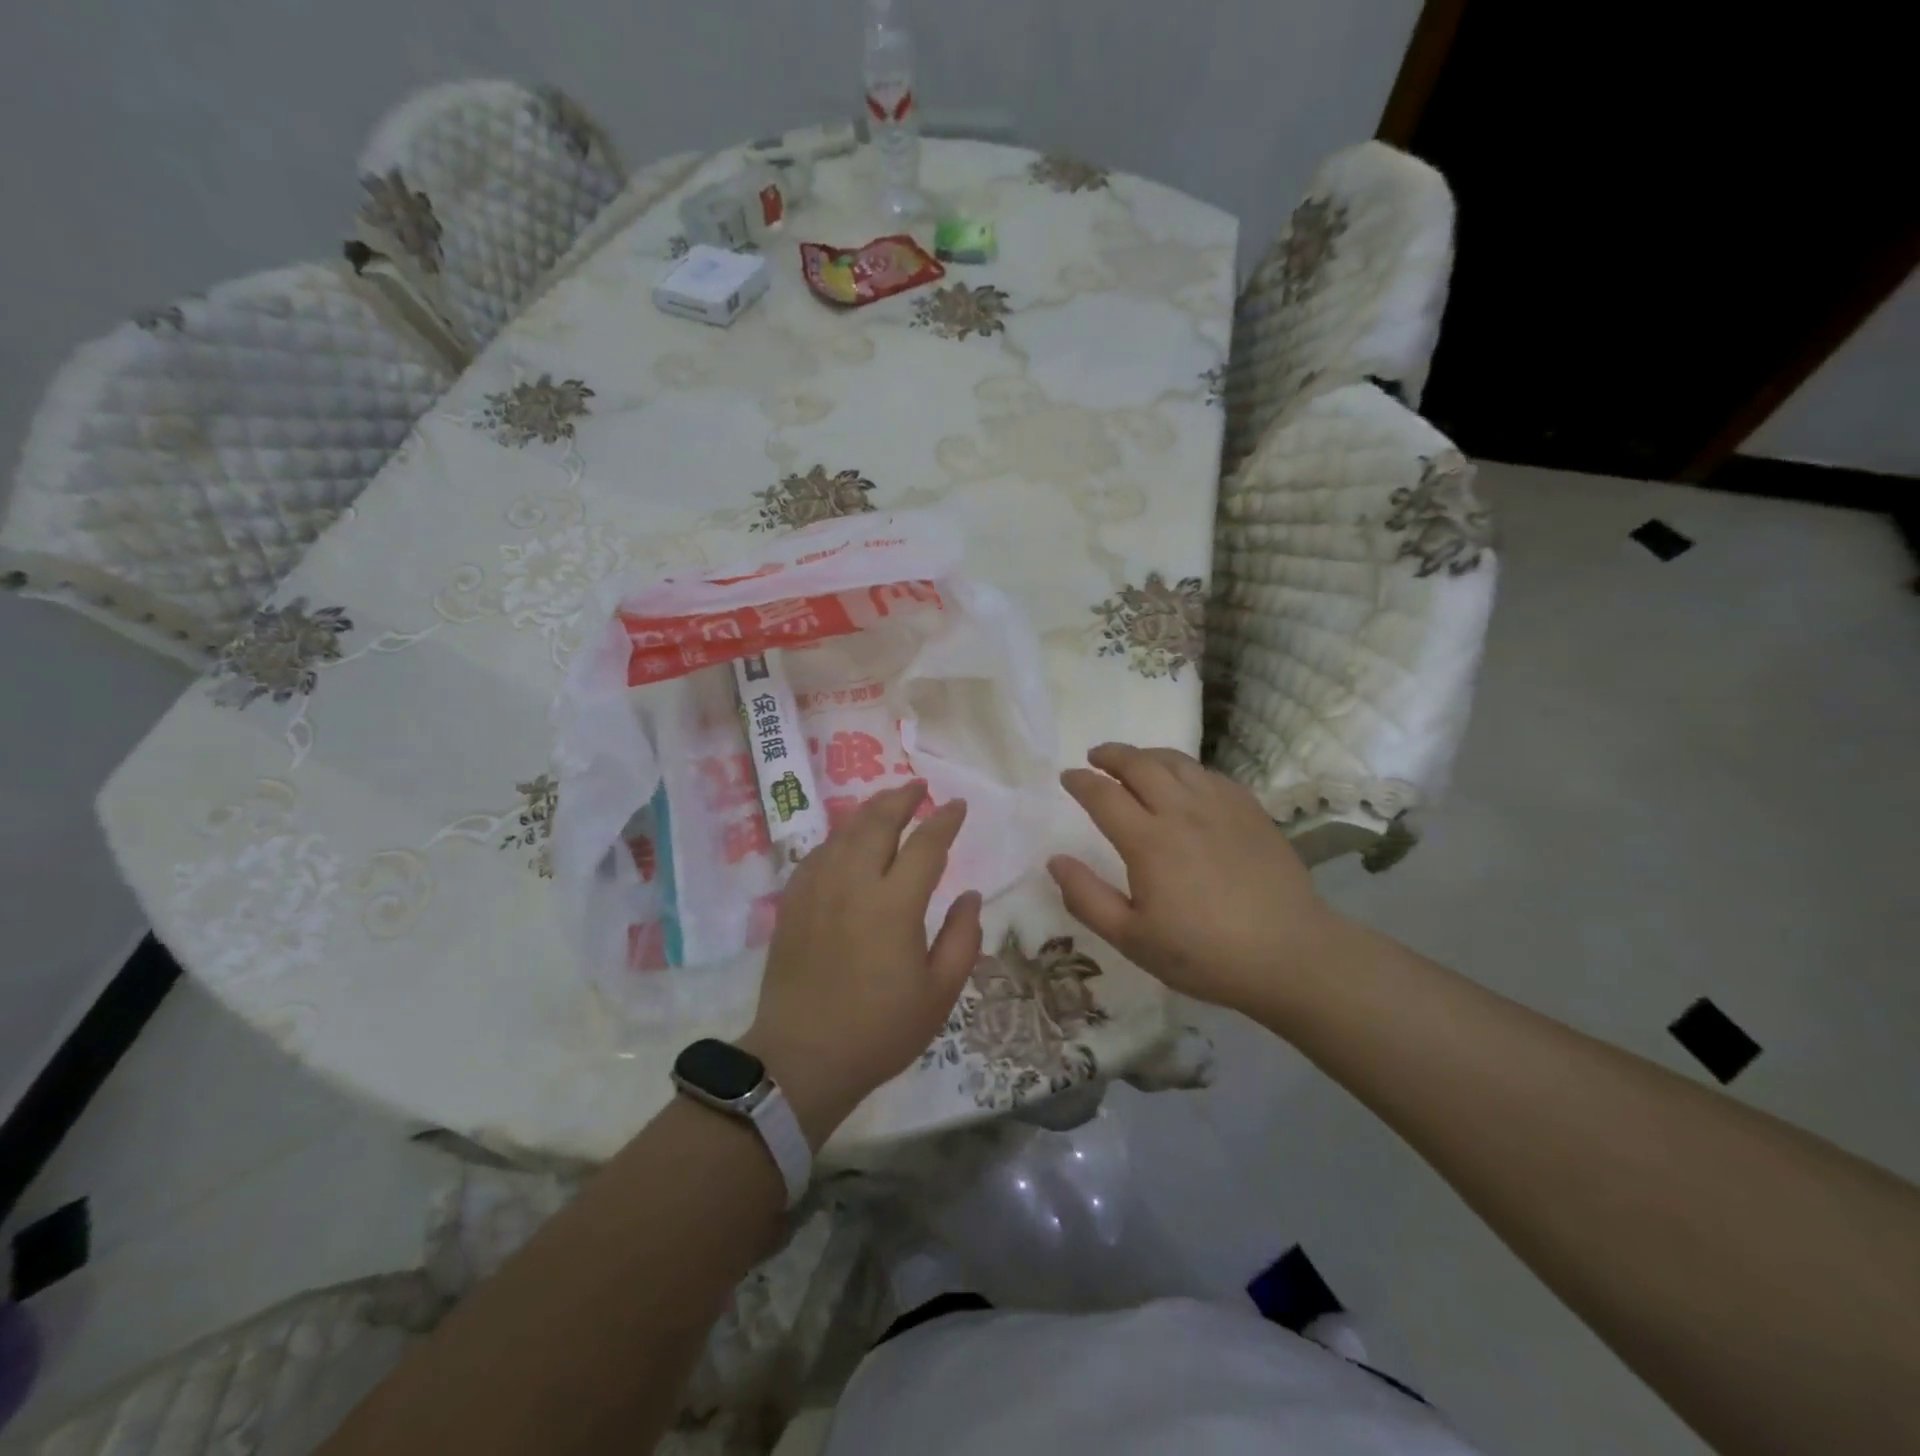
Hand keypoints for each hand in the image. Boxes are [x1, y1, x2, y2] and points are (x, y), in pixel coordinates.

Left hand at [743, 782, 982, 1148]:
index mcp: (894, 904)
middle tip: (918, 786)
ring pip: (843, 832)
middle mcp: (853, 884)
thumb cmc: (880, 1030)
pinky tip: (845, 841)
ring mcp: (817, 890)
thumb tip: (970, 895)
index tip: (957, 805)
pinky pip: (817, 854)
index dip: (944, 820)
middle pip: (877, 822)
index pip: (926, 845)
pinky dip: (837, 838)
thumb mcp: (939, 993)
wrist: (802, 1059)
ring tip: (886, 803)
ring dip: (868, 811)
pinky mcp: (792, 903)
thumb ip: (961, 939)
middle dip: (901, 797)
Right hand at [1047, 743, 1343, 1015]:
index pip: (1103, 795)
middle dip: (1111, 755)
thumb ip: (1087, 898)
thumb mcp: (1132, 939)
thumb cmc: (1203, 953)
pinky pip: (1209, 774)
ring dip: (1146, 755)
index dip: (1080, 782)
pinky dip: (1184, 768)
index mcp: (1148, 841)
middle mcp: (1181, 811)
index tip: (1067, 777)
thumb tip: (1055, 861)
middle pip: (1139, 764)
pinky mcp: (1249, 810)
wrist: (1289, 955)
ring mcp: (1220, 806)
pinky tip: (1183, 781)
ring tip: (1133, 761)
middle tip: (1095, 757)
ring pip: (1176, 761)